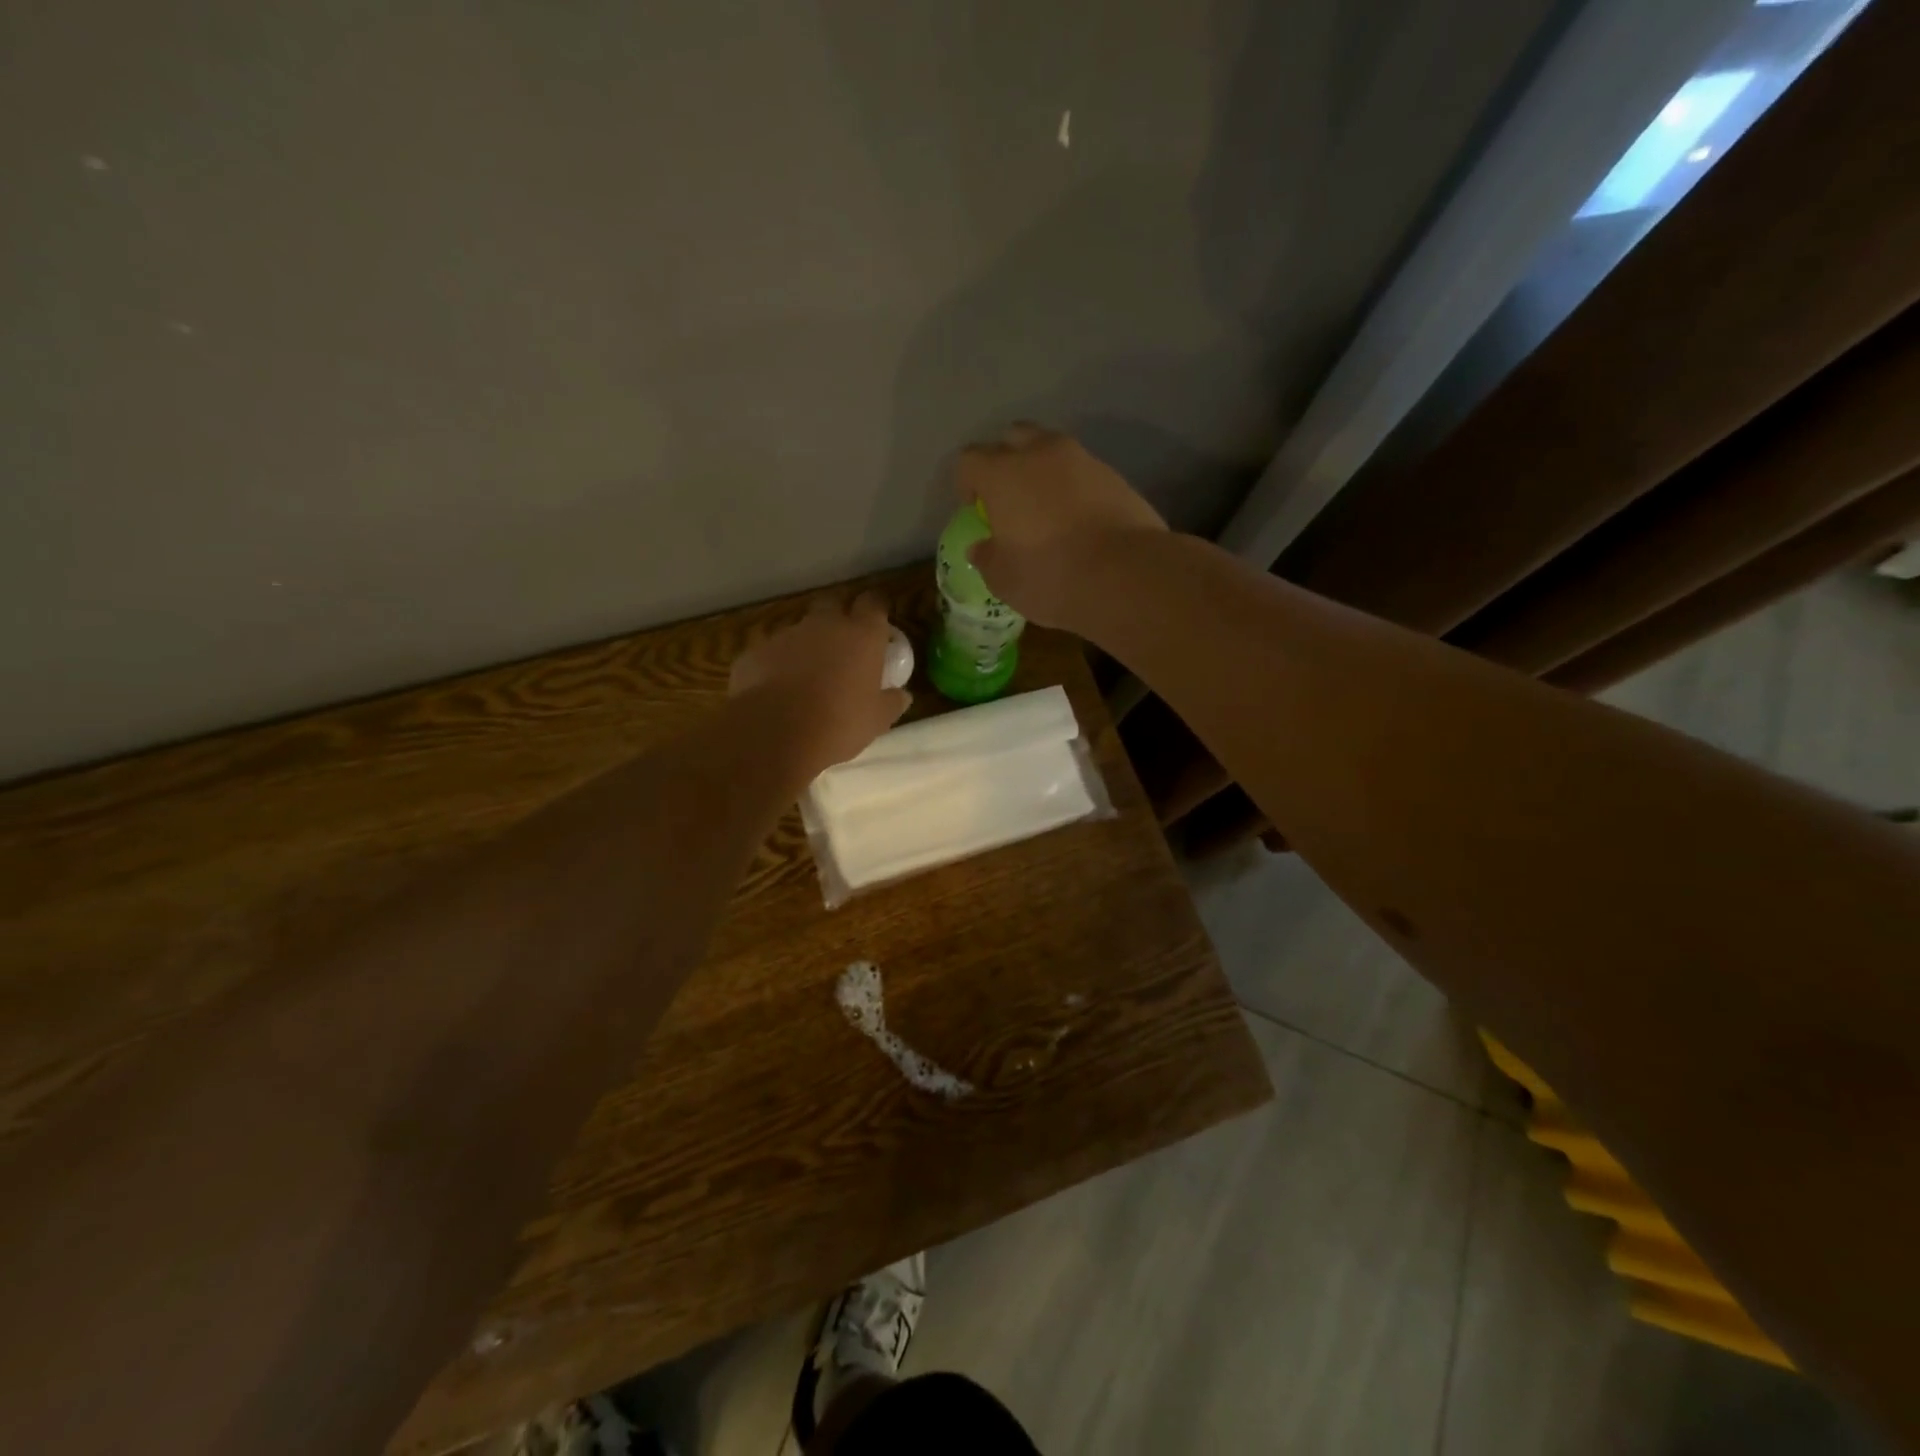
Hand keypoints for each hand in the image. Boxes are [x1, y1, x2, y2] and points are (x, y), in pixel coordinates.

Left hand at [729, 592, 910, 782]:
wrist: (774, 733)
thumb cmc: (839, 722)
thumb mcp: (877, 719)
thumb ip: (892, 702)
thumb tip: (902, 695)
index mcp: (861, 634)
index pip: (874, 602)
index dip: (876, 609)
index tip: (879, 623)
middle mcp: (825, 624)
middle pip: (834, 604)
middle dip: (839, 618)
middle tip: (845, 646)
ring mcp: (787, 635)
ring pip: (801, 629)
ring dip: (808, 645)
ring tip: (809, 676)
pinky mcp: (756, 652)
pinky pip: (774, 652)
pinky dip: (780, 665)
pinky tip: (780, 691)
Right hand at [956, 423, 1166, 626]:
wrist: (1126, 574)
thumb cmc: (1050, 575)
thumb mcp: (1003, 579)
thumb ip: (987, 558)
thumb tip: (981, 547)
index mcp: (1003, 473)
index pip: (970, 459)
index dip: (967, 483)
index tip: (975, 510)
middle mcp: (1041, 453)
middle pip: (1014, 437)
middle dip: (1006, 460)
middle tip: (1009, 498)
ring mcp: (1083, 460)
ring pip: (1054, 451)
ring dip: (1045, 472)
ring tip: (1048, 510)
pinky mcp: (1115, 476)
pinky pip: (1084, 473)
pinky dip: (1075, 489)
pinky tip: (1079, 521)